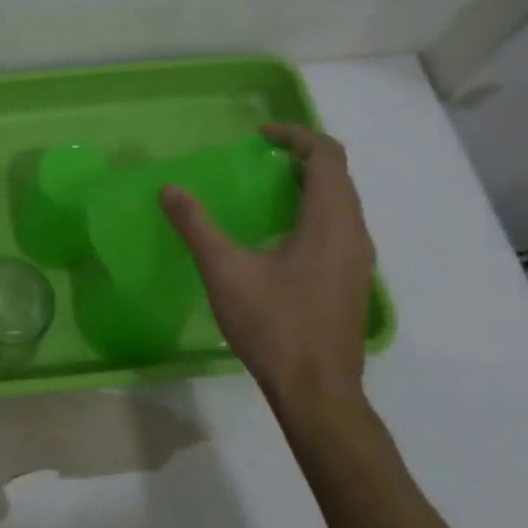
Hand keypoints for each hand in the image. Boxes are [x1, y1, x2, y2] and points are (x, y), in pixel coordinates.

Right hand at [161, 124, 374, 425]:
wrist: (317, 392)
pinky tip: (277, 237)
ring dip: (307, 186)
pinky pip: (338, 227)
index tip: (259, 137)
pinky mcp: (351, 280)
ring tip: (264, 191)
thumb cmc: (274, 325)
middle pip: (337, 177)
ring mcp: (357, 260)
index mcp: (330, 222)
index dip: (295, 136)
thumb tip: (170, 189)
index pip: (327, 156)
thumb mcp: (225, 271)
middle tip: (257, 160)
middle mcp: (353, 233)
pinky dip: (312, 212)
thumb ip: (197, 226)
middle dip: (300, 158)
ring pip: (341, 203)